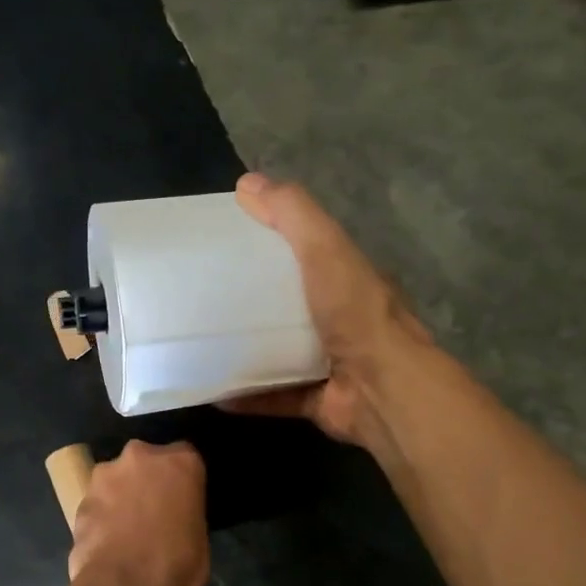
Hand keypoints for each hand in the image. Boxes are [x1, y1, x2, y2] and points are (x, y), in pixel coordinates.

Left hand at [68, 441, 207, 585]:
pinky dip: (101, 517)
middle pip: (145, 462)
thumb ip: (185, 511)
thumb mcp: (199, 536)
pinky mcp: (79, 501)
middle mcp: (139, 457)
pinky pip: (96, 505)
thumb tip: (173, 517)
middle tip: (153, 513)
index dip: (182, 481)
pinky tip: (106, 543)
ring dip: (120, 497)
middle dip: (147, 481)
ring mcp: (104, 477)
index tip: (182, 500)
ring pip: (115, 480)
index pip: (185, 457)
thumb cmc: (178, 567)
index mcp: (179, 462)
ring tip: (126, 531)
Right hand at [229, 173, 431, 450]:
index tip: (229, 246)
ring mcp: (330, 364)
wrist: (381, 388)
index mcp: (347, 282)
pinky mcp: (316, 401)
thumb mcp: (325, 249)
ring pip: (282, 353)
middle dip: (253, 302)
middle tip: (207, 295)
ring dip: (247, 350)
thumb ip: (293, 215)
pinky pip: (274, 396)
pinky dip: (246, 395)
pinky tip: (212, 391)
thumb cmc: (354, 314)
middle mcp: (341, 321)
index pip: (309, 256)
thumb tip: (247, 183)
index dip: (272, 246)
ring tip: (203, 343)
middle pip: (291, 306)